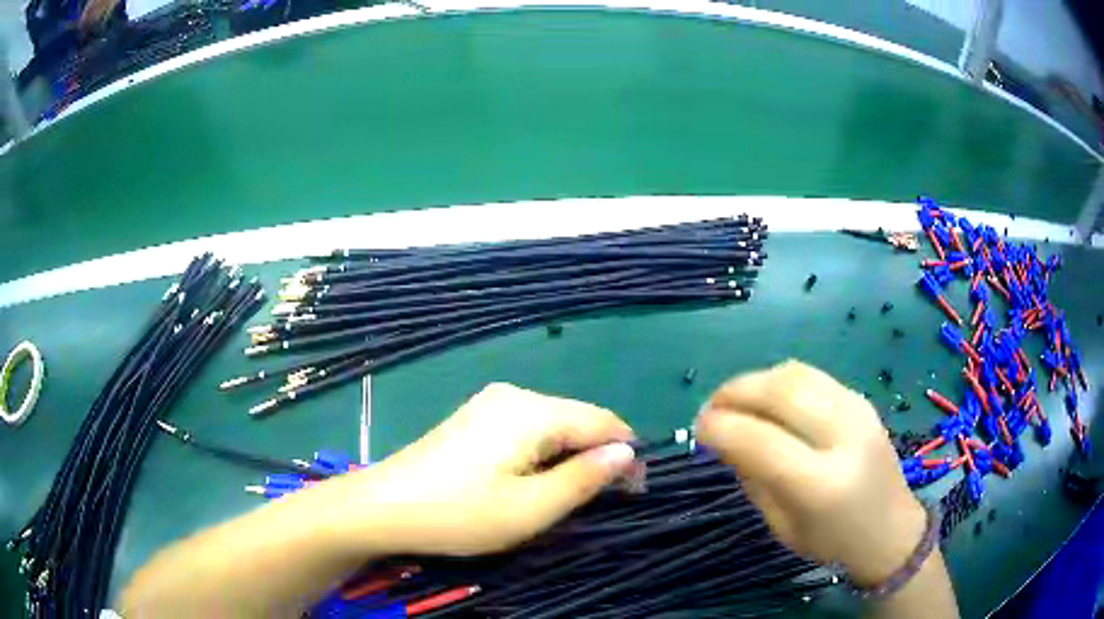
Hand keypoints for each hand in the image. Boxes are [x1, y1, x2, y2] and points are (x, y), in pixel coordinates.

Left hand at [337, 383, 636, 555]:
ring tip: (570, 496)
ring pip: (553, 425)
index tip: (635, 491)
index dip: (626, 454)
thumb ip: (584, 479)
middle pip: (578, 420)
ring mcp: (490, 404)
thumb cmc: (460, 513)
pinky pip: (527, 430)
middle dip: (598, 456)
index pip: (602, 421)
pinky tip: (534, 480)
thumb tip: (627, 453)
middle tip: (603, 501)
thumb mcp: (531, 509)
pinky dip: (544, 454)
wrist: (383, 507)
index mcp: (532, 411)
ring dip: (571, 457)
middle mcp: (514, 395)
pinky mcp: (475, 418)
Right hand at [695, 361, 925, 585]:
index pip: (760, 440)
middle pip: (780, 392)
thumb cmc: (831, 542)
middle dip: (734, 392)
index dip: (721, 427)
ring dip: (755, 381)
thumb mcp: (782, 526)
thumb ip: (753, 478)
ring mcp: (857, 410)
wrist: (891, 530)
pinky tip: (767, 399)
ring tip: (734, 400)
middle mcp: (844, 437)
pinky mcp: (861, 399)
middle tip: (710, 408)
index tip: (699, 429)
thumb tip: (724, 437)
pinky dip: (779, 381)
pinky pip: (811, 376)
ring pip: (795, 374)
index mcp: (821, 483)